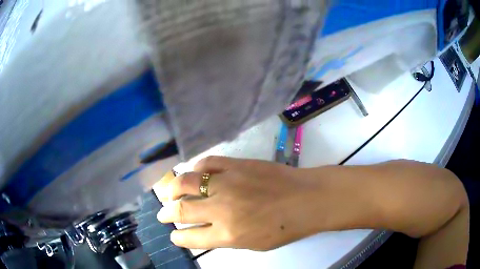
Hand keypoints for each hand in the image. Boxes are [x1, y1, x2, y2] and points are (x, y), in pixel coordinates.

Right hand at [156, 156, 322, 250]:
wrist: (307, 198)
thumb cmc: (285, 227)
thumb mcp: (253, 243)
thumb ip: (226, 237)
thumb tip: (205, 230)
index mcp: (227, 234)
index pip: (191, 237)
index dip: (178, 237)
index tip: (173, 235)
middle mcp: (221, 209)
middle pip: (182, 209)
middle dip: (167, 213)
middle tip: (162, 213)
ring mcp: (227, 183)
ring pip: (187, 182)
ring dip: (172, 188)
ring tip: (168, 192)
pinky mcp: (237, 164)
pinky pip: (208, 163)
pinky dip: (196, 167)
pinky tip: (193, 172)